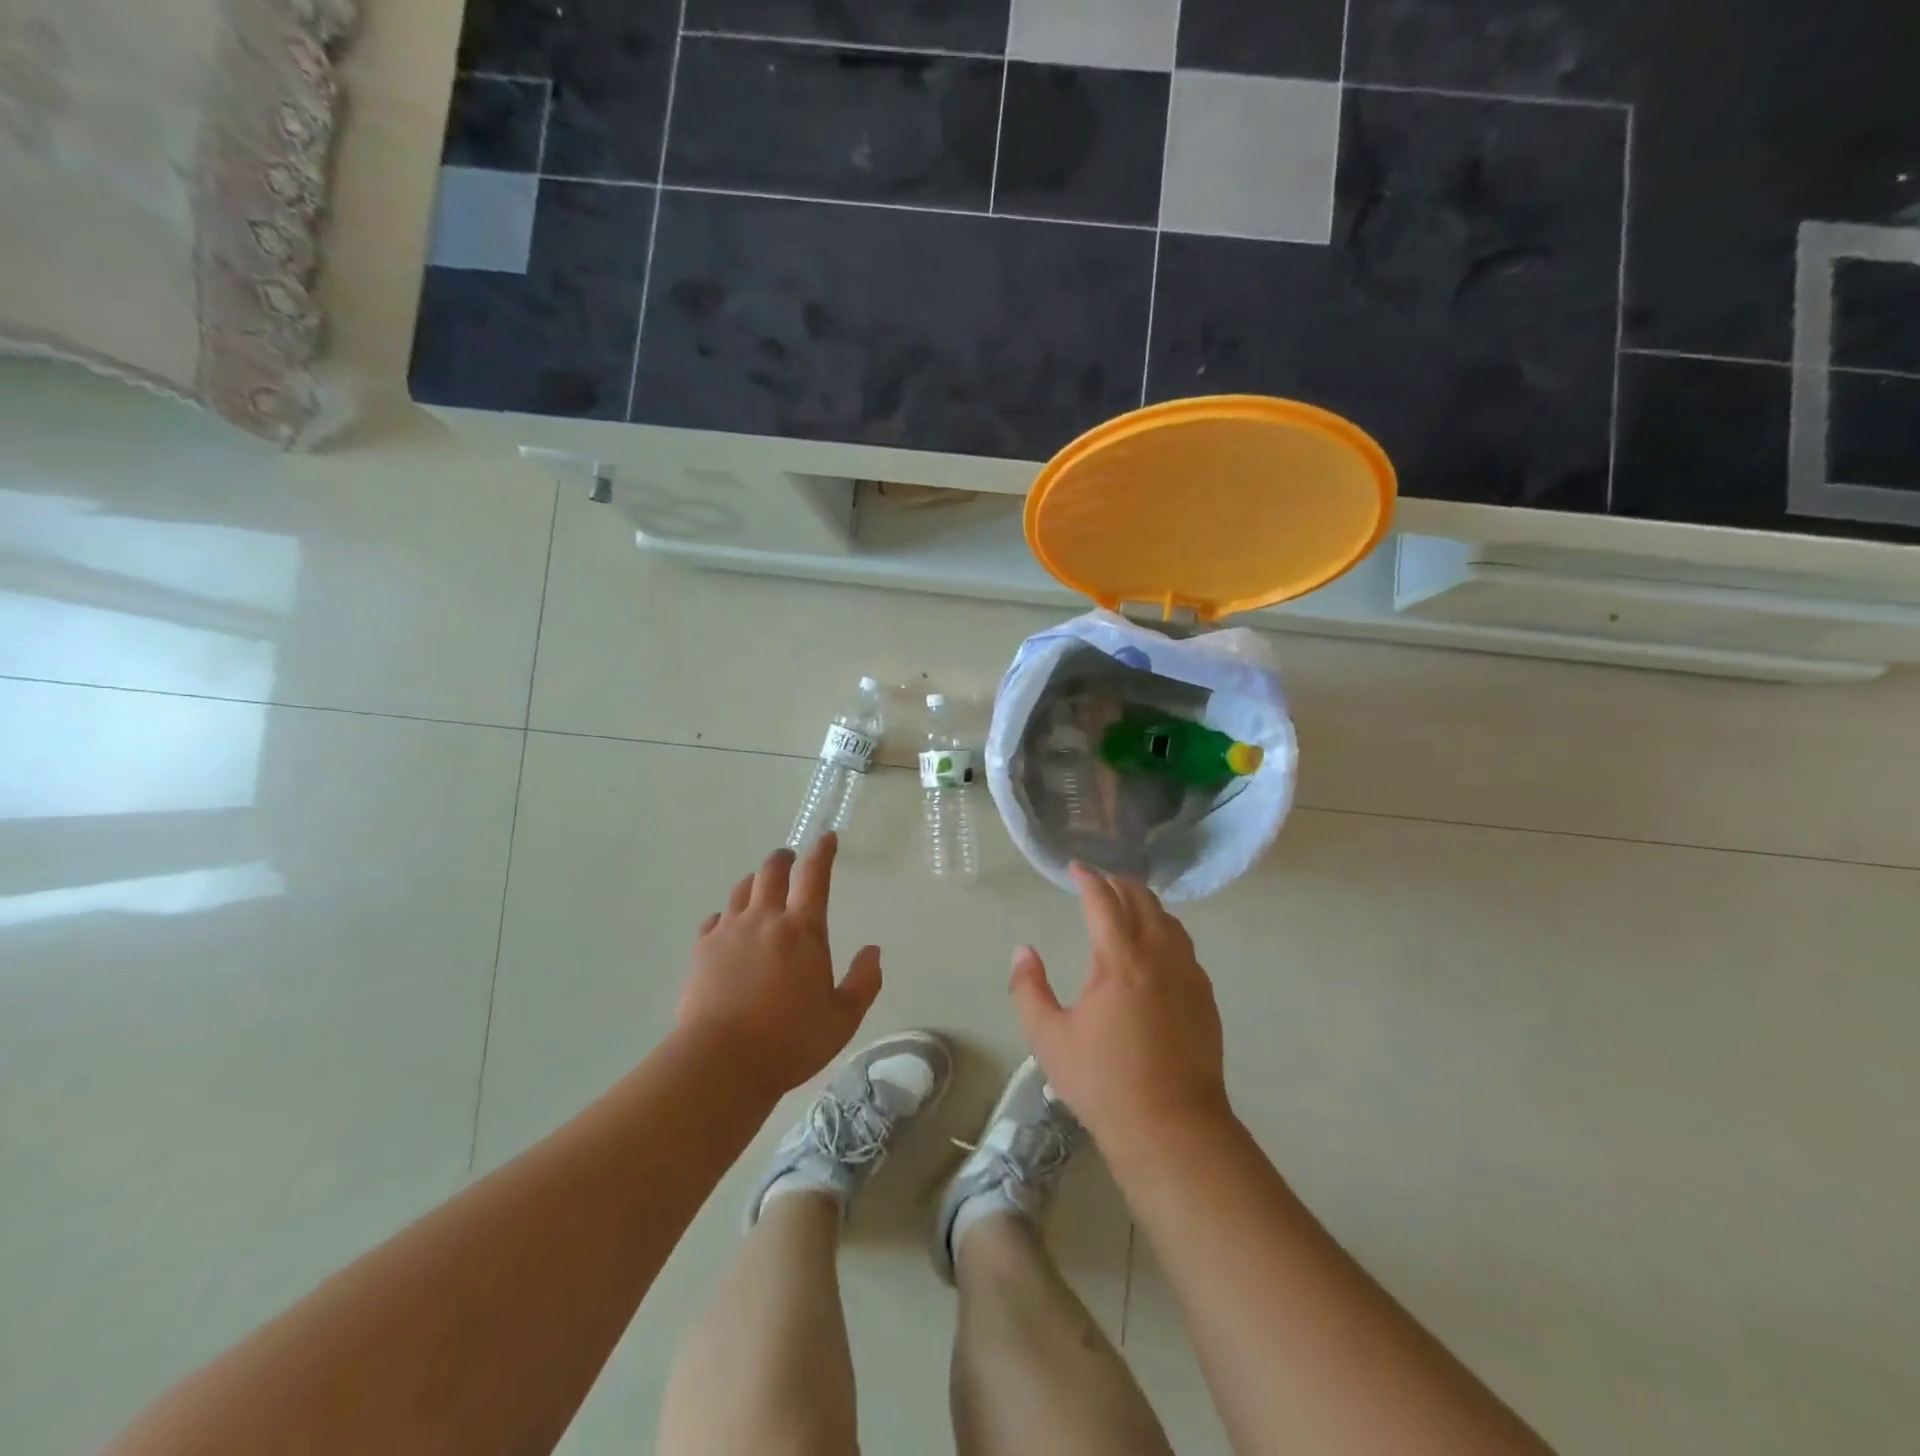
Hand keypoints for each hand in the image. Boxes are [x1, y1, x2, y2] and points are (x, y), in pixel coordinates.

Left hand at [676, 834, 882, 1098]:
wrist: (721, 1063)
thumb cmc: (790, 1041)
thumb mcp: (842, 1019)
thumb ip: (863, 982)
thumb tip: (873, 951)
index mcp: (803, 930)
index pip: (815, 875)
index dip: (822, 852)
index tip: (827, 838)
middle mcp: (765, 919)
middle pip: (771, 872)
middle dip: (783, 859)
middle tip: (790, 858)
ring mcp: (729, 932)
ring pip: (741, 890)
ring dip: (755, 882)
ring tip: (760, 887)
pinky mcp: (701, 951)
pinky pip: (714, 919)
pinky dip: (726, 915)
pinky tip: (728, 926)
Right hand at [1010, 865, 1231, 1149]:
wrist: (1172, 1127)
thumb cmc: (1103, 1082)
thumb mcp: (1049, 1038)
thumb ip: (1028, 989)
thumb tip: (1023, 951)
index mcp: (1120, 960)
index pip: (1104, 901)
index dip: (1088, 879)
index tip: (1075, 868)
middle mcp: (1158, 955)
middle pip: (1142, 900)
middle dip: (1118, 883)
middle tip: (1099, 881)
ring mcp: (1188, 974)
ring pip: (1169, 920)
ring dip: (1145, 904)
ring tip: (1128, 905)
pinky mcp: (1204, 996)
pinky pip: (1184, 946)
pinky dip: (1165, 930)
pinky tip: (1156, 947)